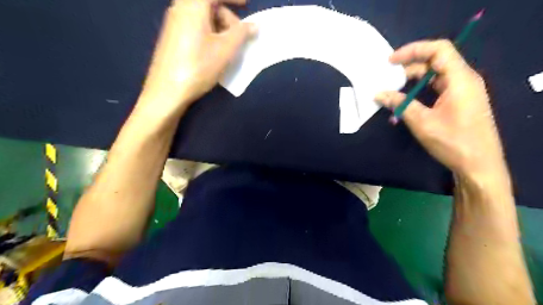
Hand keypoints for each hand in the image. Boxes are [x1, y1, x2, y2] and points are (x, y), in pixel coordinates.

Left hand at [137, 0, 255, 112]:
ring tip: (227, 48)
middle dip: (227, 16)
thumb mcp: (225, 50)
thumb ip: (242, 33)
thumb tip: (254, 25)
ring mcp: (173, 23)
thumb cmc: (198, 67)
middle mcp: (180, 9)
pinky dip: (208, 32)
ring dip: (218, 26)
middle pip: (208, 4)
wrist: (167, 91)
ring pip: (201, 16)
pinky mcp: (171, 37)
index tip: (247, 4)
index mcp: (192, 6)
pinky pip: (193, 26)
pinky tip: (213, 52)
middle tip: (238, 37)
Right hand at [376, 40, 507, 181]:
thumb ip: (401, 104)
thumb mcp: (422, 122)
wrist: (478, 164)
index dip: (414, 50)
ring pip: (435, 74)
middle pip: (435, 61)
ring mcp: (463, 90)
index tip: (391, 61)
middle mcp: (464, 79)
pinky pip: (438, 86)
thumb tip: (379, 94)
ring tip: (393, 89)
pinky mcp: (459, 100)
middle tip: (388, 77)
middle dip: (410, 66)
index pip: (439, 49)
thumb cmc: (453, 142)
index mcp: (460, 79)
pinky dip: (421, 89)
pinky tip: (407, 98)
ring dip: (413, 79)